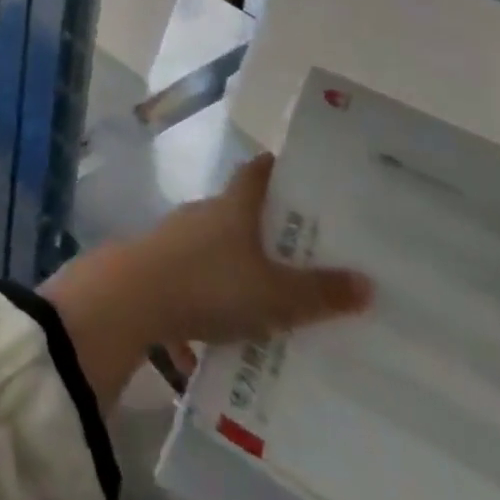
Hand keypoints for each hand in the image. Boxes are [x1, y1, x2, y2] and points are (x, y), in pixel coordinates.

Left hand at [42, 155, 371, 410]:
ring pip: (214, 247)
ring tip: (270, 296)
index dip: (273, 169)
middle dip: (264, 227)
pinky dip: (212, 296)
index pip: (254, 174)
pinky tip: (228, 329)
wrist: (131, 299)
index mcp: (231, 208)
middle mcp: (201, 214)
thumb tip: (367, 283)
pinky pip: (195, 278)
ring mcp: (174, 238)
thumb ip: (319, 292)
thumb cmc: (209, 285)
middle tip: (301, 248)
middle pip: (235, 211)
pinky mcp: (156, 266)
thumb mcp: (275, 295)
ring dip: (237, 267)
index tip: (292, 169)